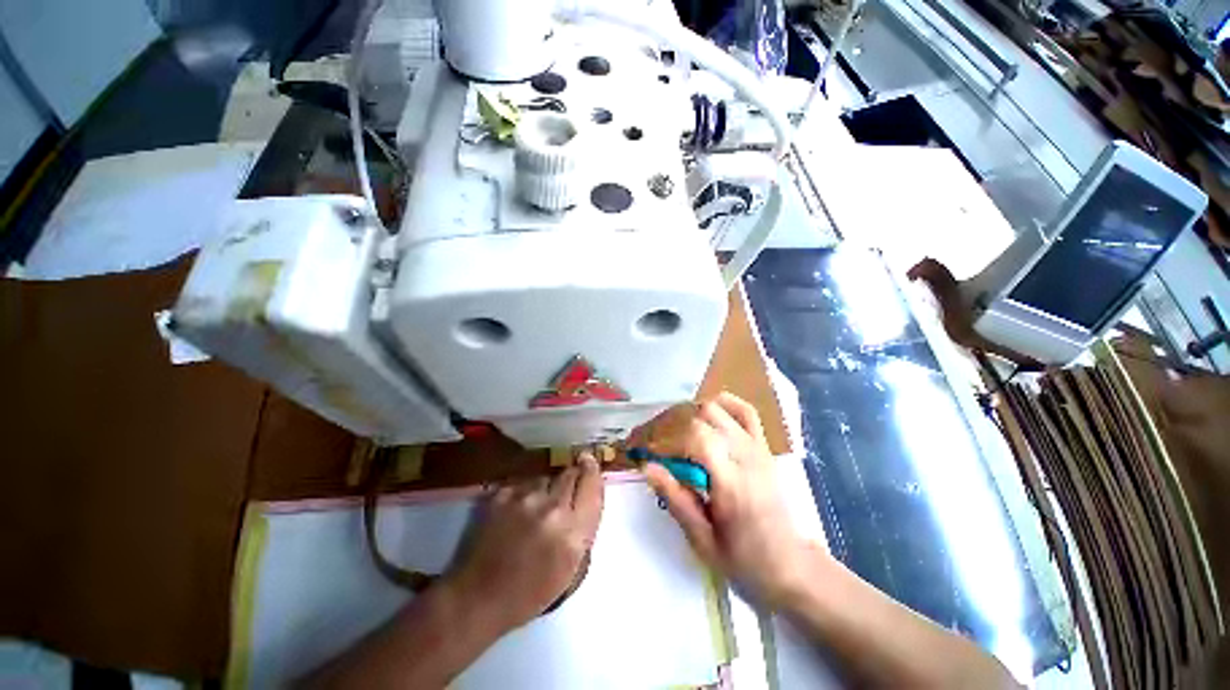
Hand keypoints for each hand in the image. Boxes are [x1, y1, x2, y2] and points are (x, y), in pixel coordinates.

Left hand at [446, 454, 604, 630]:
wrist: (477, 597)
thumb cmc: (528, 593)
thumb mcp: (570, 569)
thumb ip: (583, 528)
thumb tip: (586, 496)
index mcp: (573, 533)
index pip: (592, 485)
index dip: (592, 470)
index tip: (590, 462)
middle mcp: (552, 509)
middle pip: (570, 473)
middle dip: (572, 476)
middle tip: (565, 487)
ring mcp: (525, 498)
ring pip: (546, 476)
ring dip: (547, 487)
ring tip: (537, 506)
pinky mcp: (503, 494)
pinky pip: (524, 482)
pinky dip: (525, 491)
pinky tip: (518, 509)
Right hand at [633, 392, 806, 606]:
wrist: (791, 565)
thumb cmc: (745, 561)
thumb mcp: (703, 541)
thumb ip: (675, 499)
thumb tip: (647, 467)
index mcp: (733, 482)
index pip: (697, 438)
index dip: (665, 439)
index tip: (645, 453)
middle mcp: (746, 455)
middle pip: (702, 416)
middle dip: (669, 424)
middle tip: (651, 443)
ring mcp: (757, 446)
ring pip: (716, 407)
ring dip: (687, 414)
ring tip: (671, 433)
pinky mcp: (762, 445)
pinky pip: (743, 410)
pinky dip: (720, 404)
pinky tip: (703, 414)